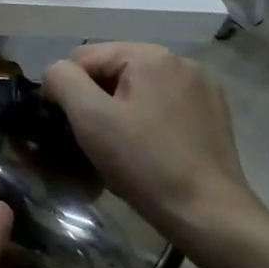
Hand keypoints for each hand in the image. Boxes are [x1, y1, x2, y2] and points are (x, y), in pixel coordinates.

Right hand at [41, 43, 263, 242]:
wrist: (206, 212)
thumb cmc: (143, 162)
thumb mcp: (89, 117)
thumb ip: (63, 80)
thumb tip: (56, 72)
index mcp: (150, 55)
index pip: (83, 58)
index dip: (66, 89)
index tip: (67, 125)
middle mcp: (180, 61)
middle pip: (112, 70)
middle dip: (95, 99)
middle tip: (93, 138)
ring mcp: (201, 87)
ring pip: (136, 88)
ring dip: (118, 109)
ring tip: (119, 145)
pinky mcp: (213, 112)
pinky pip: (162, 104)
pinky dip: (145, 119)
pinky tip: (148, 147)